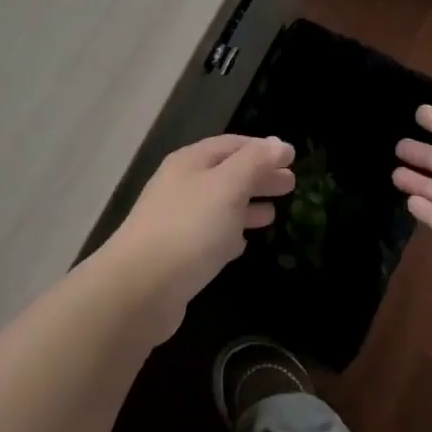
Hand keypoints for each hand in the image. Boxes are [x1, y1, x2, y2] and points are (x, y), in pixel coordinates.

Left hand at [101, 134, 294, 336]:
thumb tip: (279, 143)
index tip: (291, 157)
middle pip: (227, 173)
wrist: (140, 288)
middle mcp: (181, 185)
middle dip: (258, 176)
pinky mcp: (177, 254)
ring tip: (274, 214)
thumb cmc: (189, 228)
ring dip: (247, 205)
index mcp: (190, 162)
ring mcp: (177, 220)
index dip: (262, 148)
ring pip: (220, 205)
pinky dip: (230, 233)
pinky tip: (243, 243)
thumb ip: (255, 162)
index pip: (232, 145)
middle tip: (291, 184)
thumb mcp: (228, 186)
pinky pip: (210, 235)